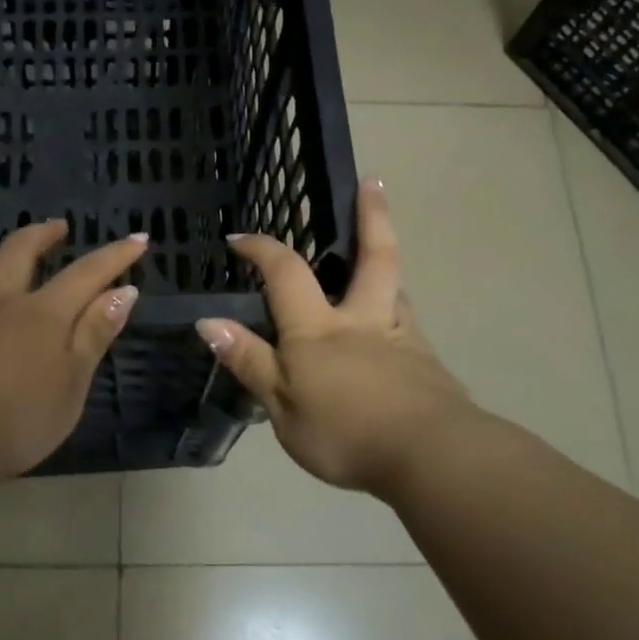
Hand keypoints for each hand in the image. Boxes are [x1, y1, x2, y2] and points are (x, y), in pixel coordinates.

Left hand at [0, 219, 145, 479]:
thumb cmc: (13, 424)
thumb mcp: (71, 388)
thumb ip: (94, 336)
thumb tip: (123, 292)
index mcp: (41, 317)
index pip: (87, 275)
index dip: (115, 256)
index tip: (138, 239)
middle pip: (19, 254)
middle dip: (40, 235)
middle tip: (55, 227)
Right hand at [196, 177, 480, 496]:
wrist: (430, 457)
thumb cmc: (345, 433)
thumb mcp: (281, 406)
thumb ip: (250, 361)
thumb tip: (208, 321)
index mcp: (319, 329)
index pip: (286, 273)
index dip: (262, 249)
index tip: (240, 238)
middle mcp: (363, 319)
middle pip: (374, 256)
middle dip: (371, 215)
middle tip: (374, 182)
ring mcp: (402, 338)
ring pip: (395, 289)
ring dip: (386, 266)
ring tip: (379, 260)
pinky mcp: (427, 364)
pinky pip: (407, 327)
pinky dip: (396, 317)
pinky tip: (393, 337)